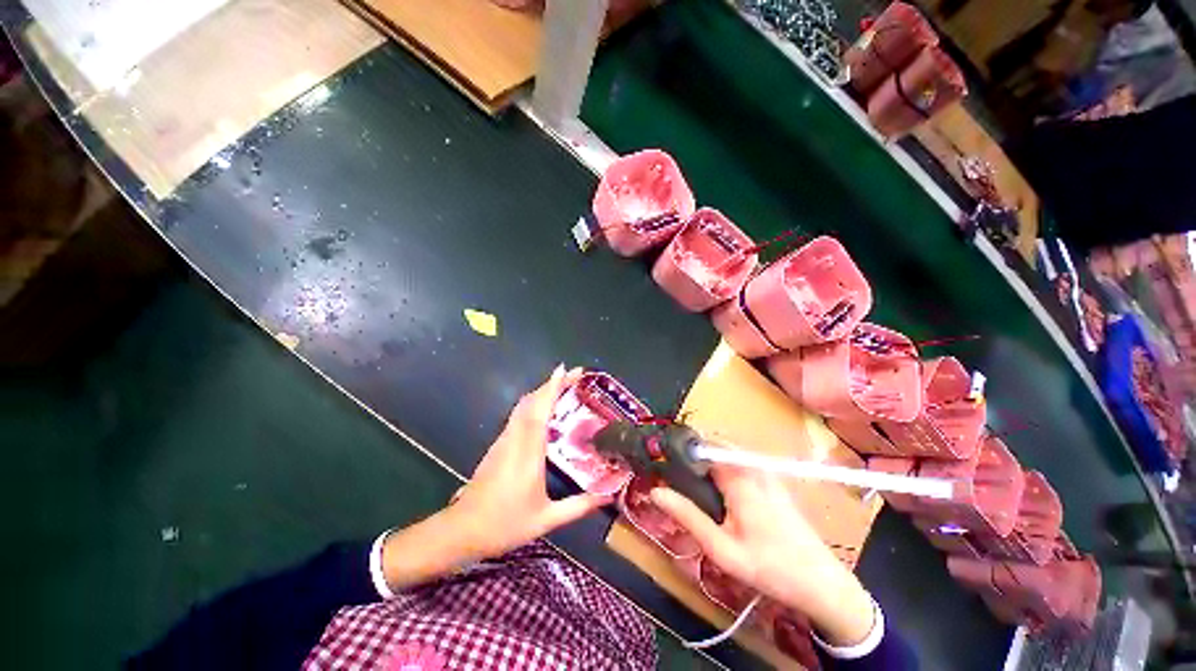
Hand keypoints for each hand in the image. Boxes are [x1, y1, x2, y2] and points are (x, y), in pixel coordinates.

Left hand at [447, 364, 612, 556]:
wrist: (461, 531)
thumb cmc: (504, 524)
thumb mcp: (546, 519)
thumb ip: (579, 506)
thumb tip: (608, 496)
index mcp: (528, 451)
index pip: (540, 410)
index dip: (552, 387)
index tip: (565, 370)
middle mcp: (515, 438)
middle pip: (532, 401)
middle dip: (552, 384)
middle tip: (574, 376)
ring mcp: (504, 440)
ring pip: (523, 406)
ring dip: (542, 392)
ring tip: (563, 388)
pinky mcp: (499, 445)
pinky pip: (518, 415)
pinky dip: (534, 404)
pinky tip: (545, 411)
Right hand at [651, 466, 875, 646]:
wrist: (822, 583)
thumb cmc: (769, 567)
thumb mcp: (721, 549)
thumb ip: (688, 516)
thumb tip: (655, 491)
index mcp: (739, 476)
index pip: (702, 444)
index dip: (680, 448)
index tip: (663, 461)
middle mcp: (753, 466)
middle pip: (714, 445)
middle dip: (692, 454)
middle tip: (674, 477)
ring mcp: (765, 471)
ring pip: (727, 452)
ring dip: (707, 461)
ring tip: (692, 486)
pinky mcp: (772, 480)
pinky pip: (739, 462)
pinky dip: (722, 467)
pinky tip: (718, 494)